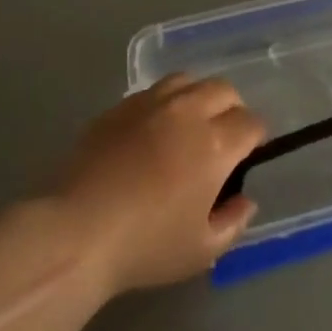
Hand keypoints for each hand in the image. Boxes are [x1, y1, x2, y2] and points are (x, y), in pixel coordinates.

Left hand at [55, 76, 264, 293]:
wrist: (76, 232)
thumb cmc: (146, 246)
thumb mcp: (202, 249)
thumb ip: (233, 221)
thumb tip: (244, 199)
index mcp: (214, 145)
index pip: (251, 123)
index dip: (255, 138)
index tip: (247, 156)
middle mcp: (186, 113)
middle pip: (223, 90)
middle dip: (232, 109)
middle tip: (222, 138)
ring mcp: (149, 105)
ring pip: (187, 81)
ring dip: (197, 97)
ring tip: (189, 125)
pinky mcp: (117, 108)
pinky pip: (152, 92)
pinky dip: (164, 104)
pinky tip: (153, 130)